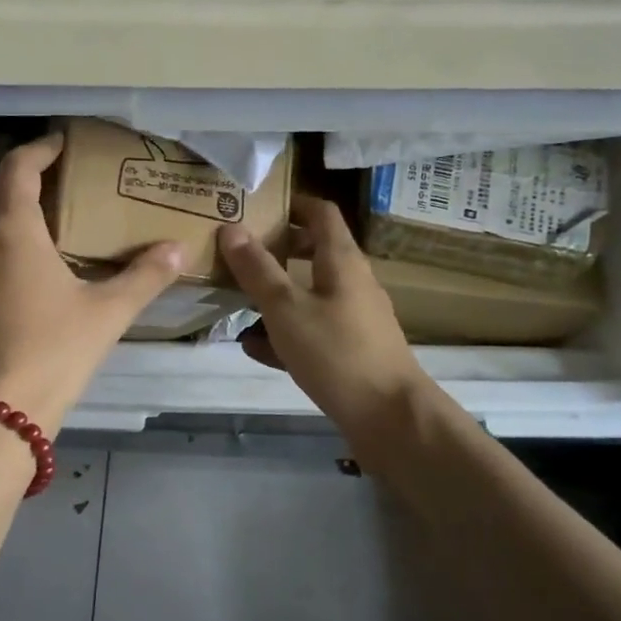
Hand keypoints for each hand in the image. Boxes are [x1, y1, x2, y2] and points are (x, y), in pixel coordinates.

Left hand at [0, 132, 182, 431]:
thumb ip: (145, 276)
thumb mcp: (107, 313)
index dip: (39, 149)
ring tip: (38, 221)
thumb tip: (178, 249)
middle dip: (13, 175)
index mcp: (11, 231)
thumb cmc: (53, 352)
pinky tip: (19, 266)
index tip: (62, 145)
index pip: (16, 168)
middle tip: (51, 182)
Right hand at [219, 196, 428, 443]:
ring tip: (234, 300)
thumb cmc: (337, 352)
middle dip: (276, 251)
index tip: (256, 205)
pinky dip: (284, 333)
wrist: (389, 418)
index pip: (321, 213)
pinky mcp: (349, 351)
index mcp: (341, 260)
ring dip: (275, 294)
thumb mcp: (286, 308)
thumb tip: (231, 228)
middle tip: (237, 253)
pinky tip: (253, 347)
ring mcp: (352, 318)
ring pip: (308, 294)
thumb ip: (257, 270)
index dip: (292, 203)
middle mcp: (351, 282)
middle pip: (313, 252)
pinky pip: (310, 331)